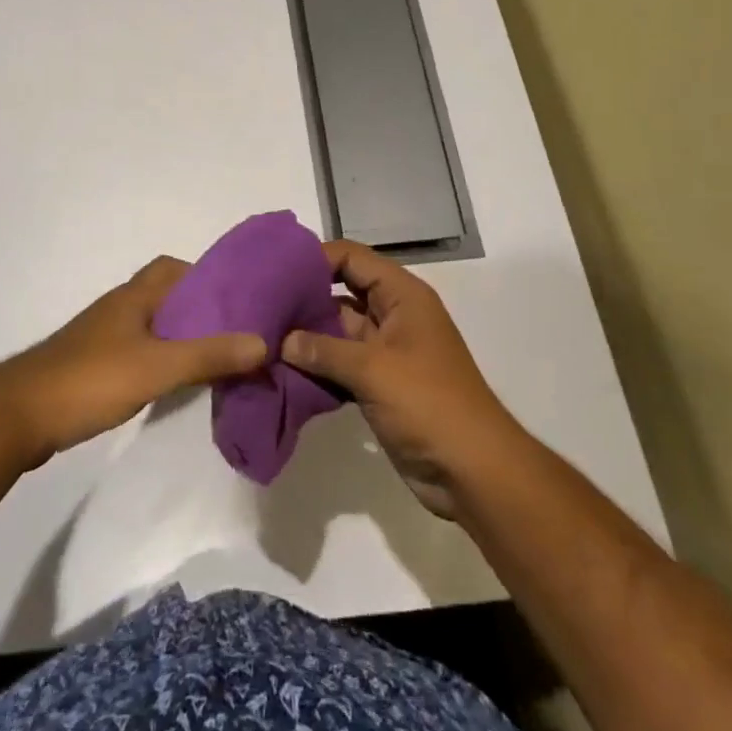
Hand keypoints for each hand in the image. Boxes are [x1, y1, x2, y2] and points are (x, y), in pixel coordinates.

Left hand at [0, 256, 267, 466]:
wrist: (18, 416)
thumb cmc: (90, 380)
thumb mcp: (157, 367)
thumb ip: (209, 355)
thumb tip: (263, 343)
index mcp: (133, 296)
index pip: (173, 267)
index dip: (205, 277)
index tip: (237, 300)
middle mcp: (119, 309)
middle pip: (166, 297)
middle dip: (199, 311)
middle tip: (234, 335)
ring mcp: (102, 338)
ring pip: (152, 326)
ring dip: (181, 338)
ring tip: (215, 360)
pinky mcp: (93, 367)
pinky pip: (138, 351)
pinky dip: (161, 360)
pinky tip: (174, 384)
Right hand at [282, 241, 520, 517]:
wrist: (473, 471)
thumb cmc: (429, 403)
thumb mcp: (374, 369)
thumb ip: (323, 349)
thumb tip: (280, 340)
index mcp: (402, 296)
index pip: (352, 259)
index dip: (316, 258)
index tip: (275, 270)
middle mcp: (393, 315)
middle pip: (341, 292)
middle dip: (303, 298)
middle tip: (258, 304)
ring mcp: (385, 352)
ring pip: (337, 331)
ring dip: (305, 337)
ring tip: (261, 336)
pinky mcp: (378, 384)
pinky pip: (339, 364)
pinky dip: (315, 366)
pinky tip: (281, 371)